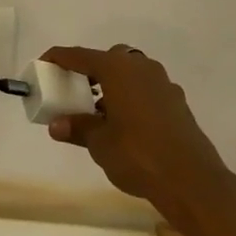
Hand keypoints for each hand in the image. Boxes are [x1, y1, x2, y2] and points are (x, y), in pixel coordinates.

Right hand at [42, 45, 235, 234]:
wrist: (191, 180)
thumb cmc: (138, 155)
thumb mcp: (100, 143)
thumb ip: (78, 128)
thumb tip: (56, 125)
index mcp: (118, 69)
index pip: (79, 55)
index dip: (58, 58)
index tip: (43, 62)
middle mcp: (141, 67)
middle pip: (109, 59)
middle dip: (91, 71)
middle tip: (77, 91)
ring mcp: (163, 83)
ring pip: (131, 73)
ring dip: (114, 85)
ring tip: (100, 112)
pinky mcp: (177, 102)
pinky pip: (146, 89)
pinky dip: (132, 98)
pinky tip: (127, 124)